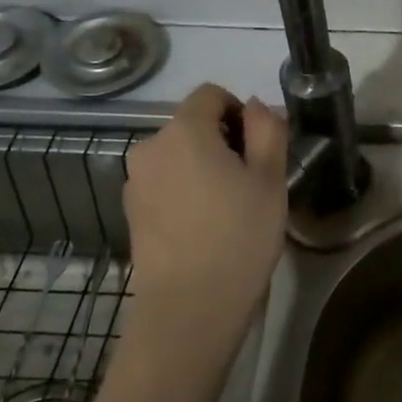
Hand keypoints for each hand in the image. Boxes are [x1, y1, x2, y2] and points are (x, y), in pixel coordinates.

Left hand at [122, 84, 288, 370]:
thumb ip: (267, 129)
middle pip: (192, 124)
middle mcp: (150, 147)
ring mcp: (135, 181)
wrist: (190, 307)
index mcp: (184, 130)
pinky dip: (184, 190)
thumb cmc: (239, 236)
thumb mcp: (270, 178)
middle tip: (250, 182)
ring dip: (203, 166)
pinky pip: (164, 183)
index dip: (240, 111)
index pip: (211, 94)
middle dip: (222, 141)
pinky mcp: (131, 211)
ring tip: (227, 207)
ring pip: (178, 155)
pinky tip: (204, 226)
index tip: (259, 149)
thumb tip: (256, 106)